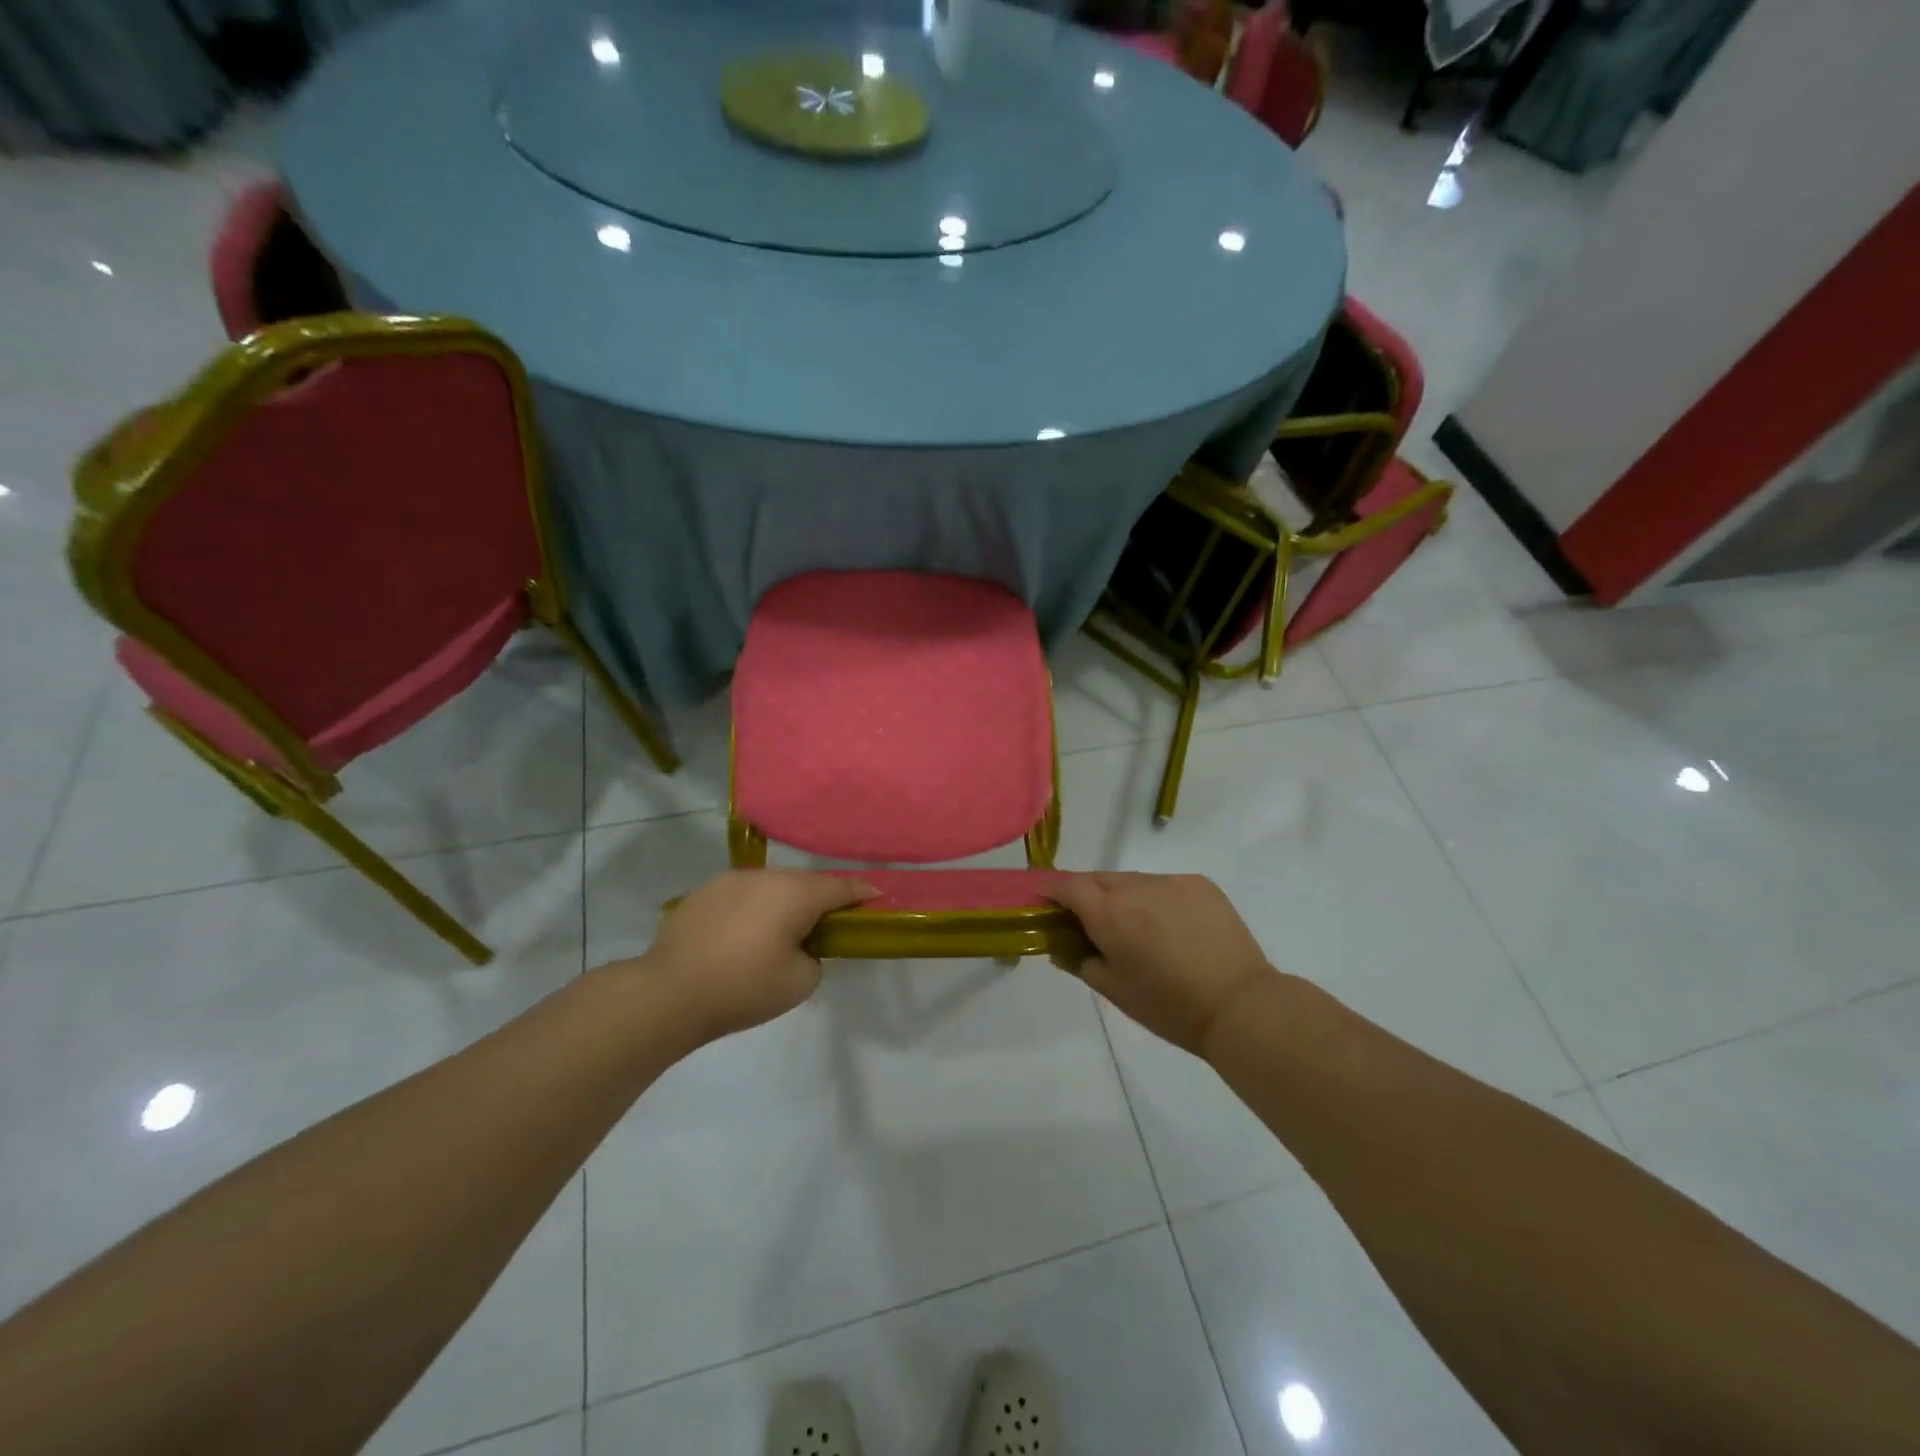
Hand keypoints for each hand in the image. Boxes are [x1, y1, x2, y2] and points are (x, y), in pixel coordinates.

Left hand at [631, 871, 874, 1042]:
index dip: (861, 893)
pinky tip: (741, 936)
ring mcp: (730, 880)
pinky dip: (751, 910)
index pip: (840, 886)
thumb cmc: (743, 988)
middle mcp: (765, 876)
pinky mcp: (703, 893)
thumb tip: (801, 946)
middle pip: (804, 883)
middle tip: (825, 926)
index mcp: (795, 893)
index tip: (876, 898)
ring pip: (770, 886)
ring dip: (782, 903)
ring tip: (778, 932)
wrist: (668, 993)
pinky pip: (741, 896)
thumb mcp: (800, 982)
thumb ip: (815, 957)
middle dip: (819, 900)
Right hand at [1046, 872, 1273, 1054]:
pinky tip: (1169, 927)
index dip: (1050, 888)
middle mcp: (1135, 887)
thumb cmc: (1168, 1006)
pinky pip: (1163, 885)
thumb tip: (1061, 946)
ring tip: (1134, 928)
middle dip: (1086, 894)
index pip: (1066, 885)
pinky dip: (1155, 899)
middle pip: (1097, 879)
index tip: (1042, 900)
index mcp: (1108, 913)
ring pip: (1131, 881)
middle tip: (1088, 922)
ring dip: (1122, 896)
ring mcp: (1170, 881)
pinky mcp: (1199, 884)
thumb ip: (1079, 961)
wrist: (1239, 1005)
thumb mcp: (1114, 990)